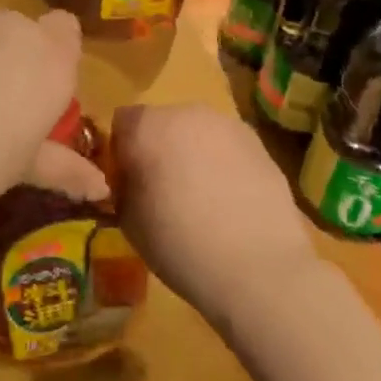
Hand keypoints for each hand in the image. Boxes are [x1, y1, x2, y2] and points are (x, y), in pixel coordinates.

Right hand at [112, 104, 320, 321]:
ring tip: (203, 198)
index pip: (122, 122)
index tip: (130, 181)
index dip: (123, 150)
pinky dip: (223, 164)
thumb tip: (131, 178)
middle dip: (160, 148)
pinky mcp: (258, 143)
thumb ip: (124, 187)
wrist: (258, 266)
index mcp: (148, 127)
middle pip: (162, 122)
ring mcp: (226, 124)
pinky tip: (231, 201)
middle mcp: (186, 113)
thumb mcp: (129, 222)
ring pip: (197, 132)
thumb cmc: (180, 245)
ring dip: (193, 153)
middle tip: (165, 191)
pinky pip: (227, 146)